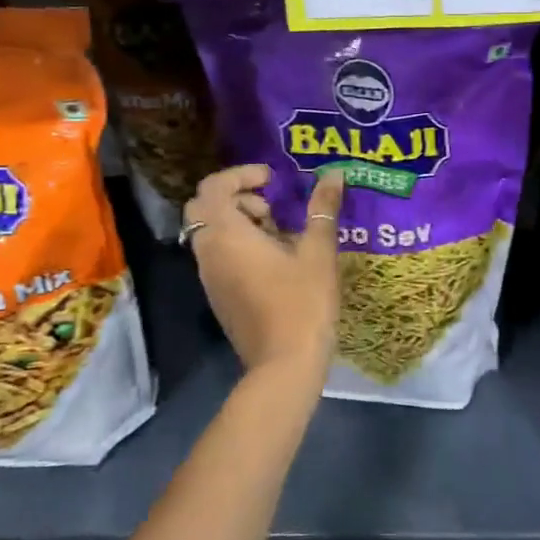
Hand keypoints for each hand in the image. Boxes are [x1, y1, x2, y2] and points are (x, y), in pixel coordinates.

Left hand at [186, 165, 344, 372]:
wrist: (284, 365)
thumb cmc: (302, 303)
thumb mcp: (318, 252)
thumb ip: (322, 209)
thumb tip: (334, 174)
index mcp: (227, 234)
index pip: (214, 187)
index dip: (241, 174)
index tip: (272, 179)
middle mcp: (208, 252)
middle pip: (206, 208)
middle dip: (238, 197)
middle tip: (273, 206)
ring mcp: (209, 278)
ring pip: (211, 233)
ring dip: (239, 222)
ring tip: (280, 232)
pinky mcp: (218, 297)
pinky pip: (218, 256)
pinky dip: (238, 245)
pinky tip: (275, 261)